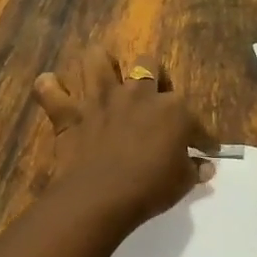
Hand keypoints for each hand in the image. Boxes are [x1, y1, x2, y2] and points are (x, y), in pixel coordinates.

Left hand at [32, 46, 217, 228]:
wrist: (101, 196)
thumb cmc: (150, 189)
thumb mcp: (182, 183)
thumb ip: (194, 170)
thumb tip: (206, 167)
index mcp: (172, 109)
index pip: (194, 118)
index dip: (201, 136)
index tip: (204, 148)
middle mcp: (137, 93)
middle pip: (147, 65)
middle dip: (151, 75)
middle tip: (149, 97)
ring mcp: (100, 98)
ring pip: (97, 59)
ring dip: (100, 65)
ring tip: (103, 77)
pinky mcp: (70, 112)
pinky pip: (50, 89)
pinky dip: (50, 89)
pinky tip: (53, 90)